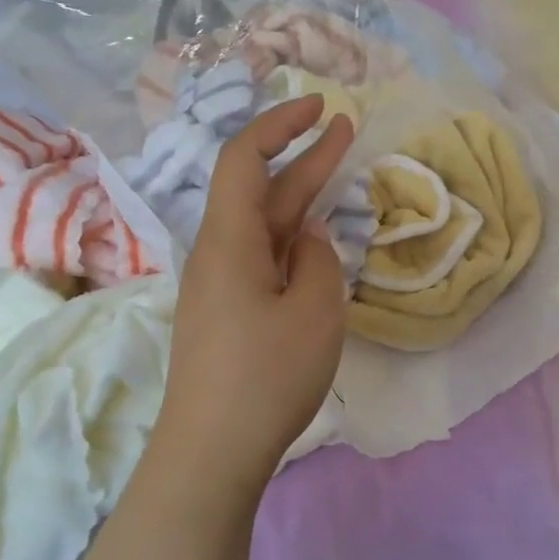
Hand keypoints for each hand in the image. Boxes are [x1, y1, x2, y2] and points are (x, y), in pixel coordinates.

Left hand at [158, 96, 352, 490]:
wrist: (212, 451)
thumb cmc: (266, 375)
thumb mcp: (314, 311)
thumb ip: (320, 261)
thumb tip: (311, 238)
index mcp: (230, 240)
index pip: (244, 159)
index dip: (280, 125)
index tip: (321, 108)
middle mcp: (219, 253)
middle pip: (259, 189)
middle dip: (303, 155)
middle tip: (346, 129)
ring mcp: (221, 286)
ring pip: (264, 226)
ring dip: (301, 197)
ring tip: (340, 174)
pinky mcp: (228, 314)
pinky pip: (264, 260)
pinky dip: (294, 239)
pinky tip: (318, 244)